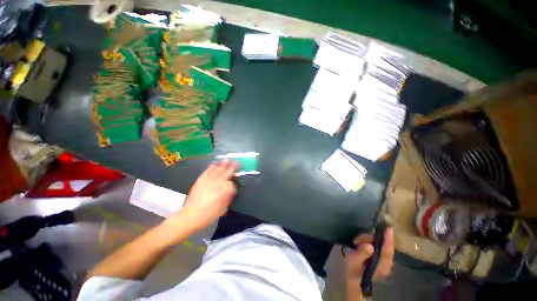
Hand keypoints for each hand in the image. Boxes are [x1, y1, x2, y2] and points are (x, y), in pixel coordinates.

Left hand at [174, 161, 238, 230]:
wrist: (190, 216)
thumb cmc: (208, 214)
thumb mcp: (222, 208)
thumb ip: (228, 196)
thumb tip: (231, 188)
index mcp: (223, 191)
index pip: (231, 183)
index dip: (234, 181)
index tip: (236, 179)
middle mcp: (216, 183)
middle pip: (225, 172)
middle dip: (231, 166)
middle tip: (236, 162)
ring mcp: (208, 180)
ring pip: (217, 169)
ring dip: (223, 164)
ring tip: (227, 160)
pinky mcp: (200, 180)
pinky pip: (208, 170)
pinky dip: (212, 166)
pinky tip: (215, 163)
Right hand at [344, 228, 393, 287]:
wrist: (351, 278)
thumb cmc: (352, 270)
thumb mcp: (354, 261)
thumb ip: (362, 253)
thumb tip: (370, 245)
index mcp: (382, 266)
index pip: (388, 251)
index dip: (388, 239)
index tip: (388, 228)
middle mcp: (386, 264)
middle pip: (386, 247)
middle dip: (374, 238)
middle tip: (358, 238)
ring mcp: (383, 261)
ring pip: (381, 245)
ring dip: (369, 240)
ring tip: (356, 241)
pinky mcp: (379, 258)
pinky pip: (378, 246)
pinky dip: (371, 241)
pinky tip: (361, 241)